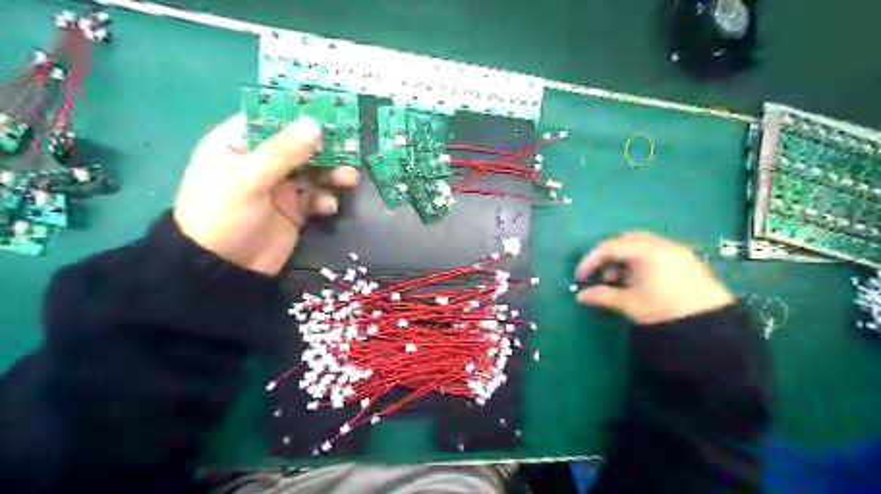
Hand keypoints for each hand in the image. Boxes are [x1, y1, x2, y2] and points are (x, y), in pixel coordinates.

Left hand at [174, 112, 358, 273]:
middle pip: (299, 146)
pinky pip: (316, 198)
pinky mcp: (294, 210)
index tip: (330, 113)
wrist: (224, 269)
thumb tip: (315, 124)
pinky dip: (326, 200)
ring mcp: (279, 187)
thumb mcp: (248, 179)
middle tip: (351, 147)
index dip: (298, 115)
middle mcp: (261, 162)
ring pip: (313, 172)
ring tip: (350, 179)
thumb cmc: (224, 215)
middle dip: (324, 148)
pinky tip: (328, 207)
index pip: (271, 119)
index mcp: (239, 145)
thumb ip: (282, 152)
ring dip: (332, 174)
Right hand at [575, 231, 733, 324]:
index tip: (579, 277)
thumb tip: (580, 296)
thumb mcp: (629, 304)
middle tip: (602, 276)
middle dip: (608, 257)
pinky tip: (638, 283)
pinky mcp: (685, 260)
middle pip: (625, 241)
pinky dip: (640, 263)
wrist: (712, 325)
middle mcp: (661, 244)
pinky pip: (655, 254)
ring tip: (620, 283)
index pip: (609, 247)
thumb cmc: (664, 310)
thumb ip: (602, 296)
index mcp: (646, 251)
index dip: (590, 260)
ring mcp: (676, 251)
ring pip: (641, 247)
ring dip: (624, 261)